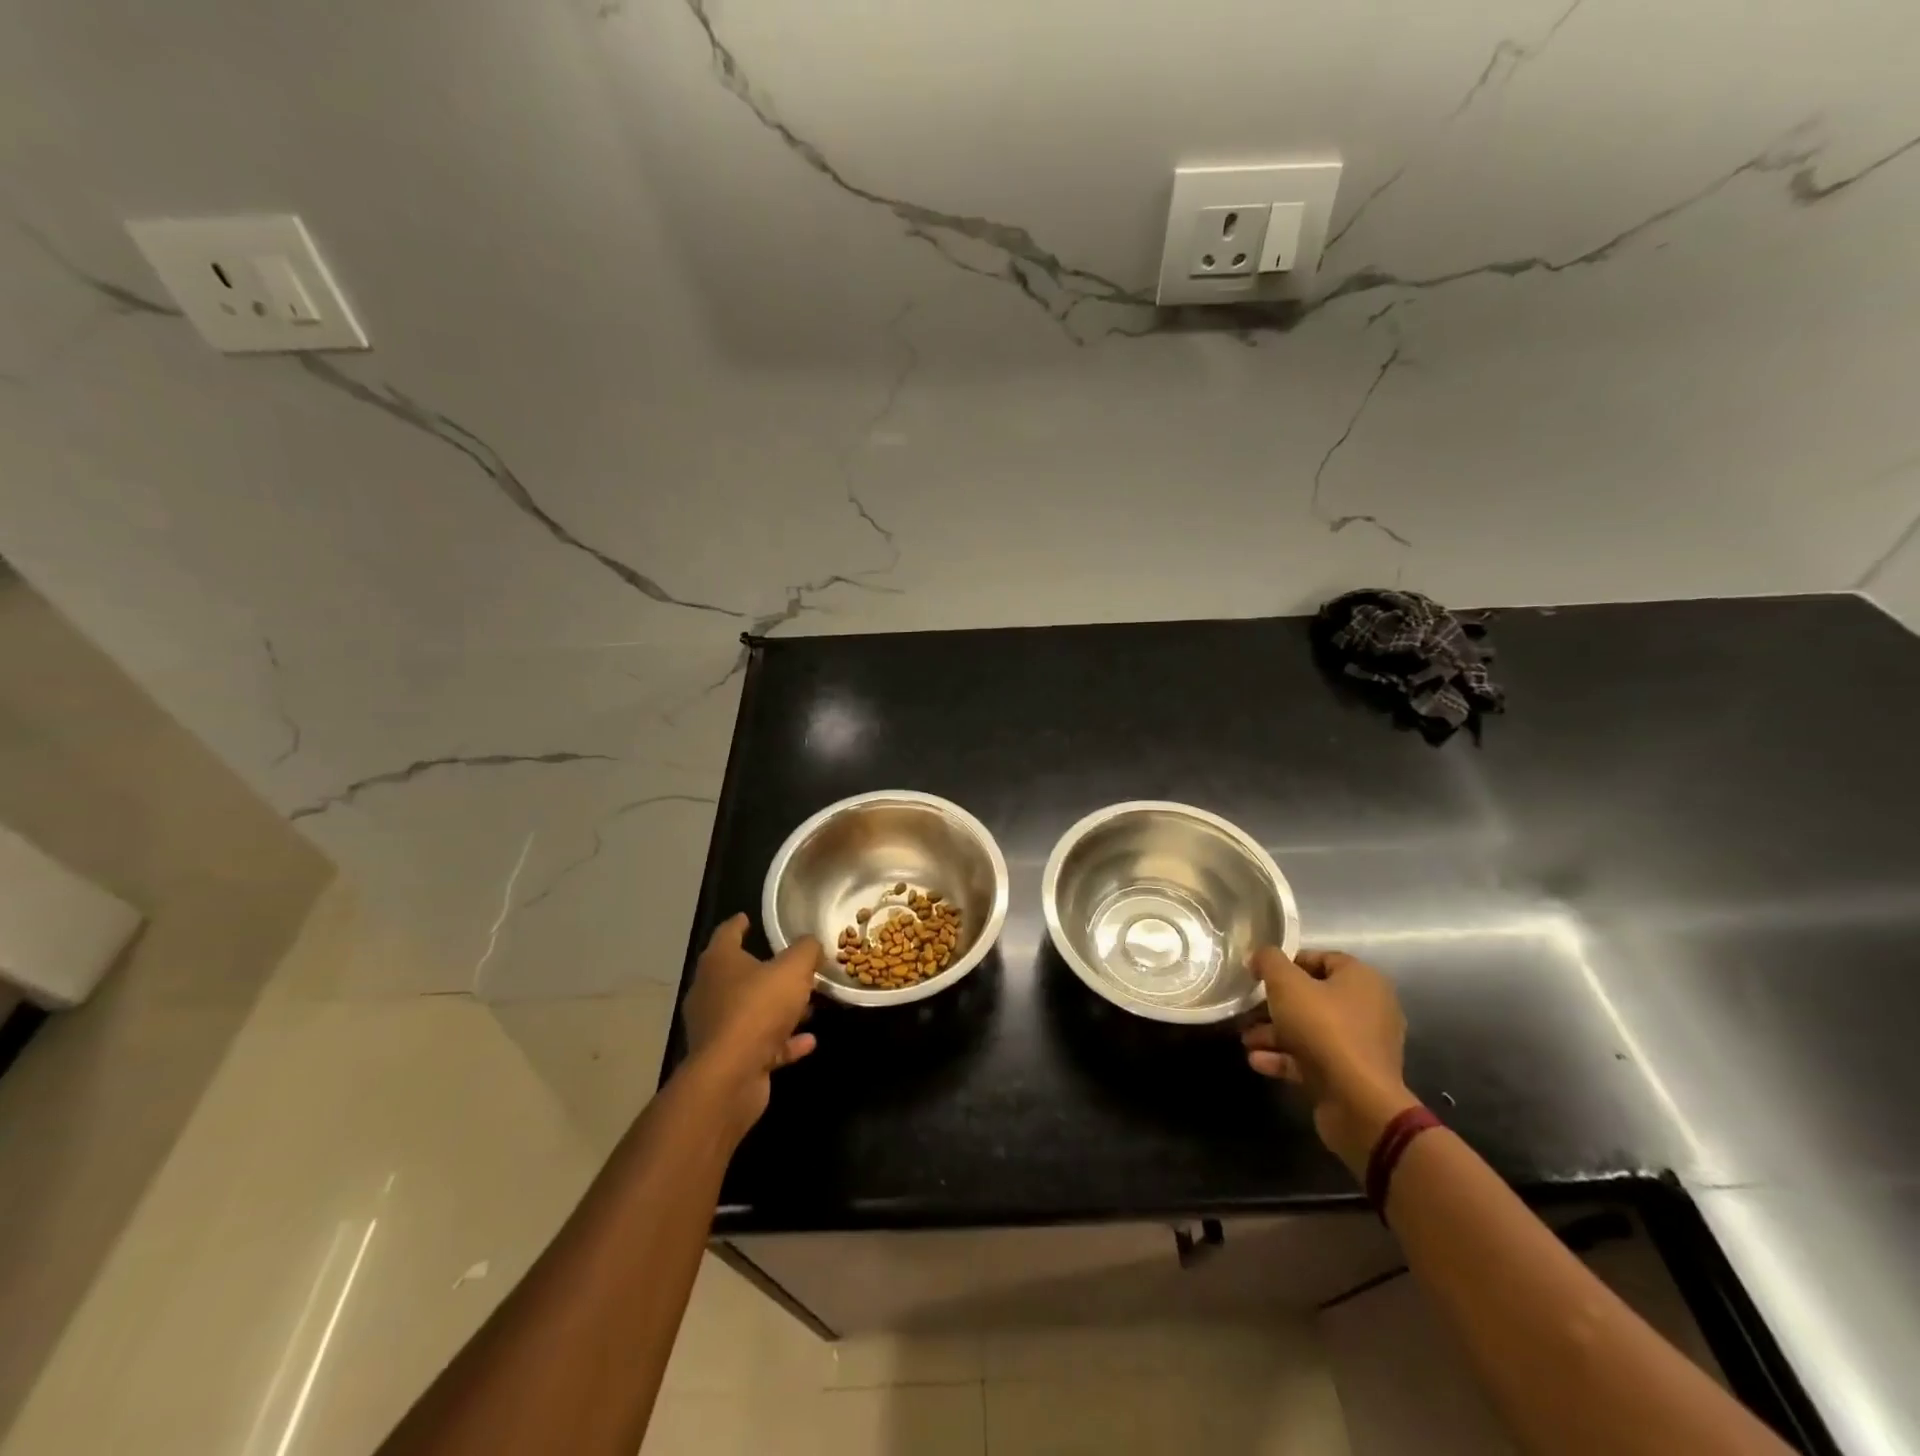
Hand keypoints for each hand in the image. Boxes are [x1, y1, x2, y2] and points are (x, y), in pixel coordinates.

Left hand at [679, 914, 819, 1139]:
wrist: (731, 1075)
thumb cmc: (758, 1008)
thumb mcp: (793, 969)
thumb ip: (806, 950)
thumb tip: (811, 943)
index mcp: (720, 963)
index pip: (727, 933)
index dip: (739, 924)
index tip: (748, 917)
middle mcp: (711, 992)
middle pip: (739, 974)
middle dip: (767, 971)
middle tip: (793, 965)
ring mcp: (717, 1028)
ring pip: (752, 1011)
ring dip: (779, 1009)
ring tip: (810, 1006)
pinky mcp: (729, 1059)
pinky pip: (762, 1044)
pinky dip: (783, 1041)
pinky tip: (809, 1041)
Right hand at [1242, 947, 1419, 1175]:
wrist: (1358, 1102)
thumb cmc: (1324, 1029)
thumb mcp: (1287, 985)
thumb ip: (1269, 962)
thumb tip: (1259, 957)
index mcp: (1362, 980)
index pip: (1321, 958)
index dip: (1287, 963)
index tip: (1258, 974)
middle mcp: (1368, 1008)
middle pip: (1312, 997)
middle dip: (1275, 1005)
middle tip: (1248, 1010)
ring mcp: (1361, 1045)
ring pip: (1310, 1030)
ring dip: (1275, 1033)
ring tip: (1246, 1040)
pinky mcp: (1352, 1075)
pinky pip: (1315, 1058)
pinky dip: (1287, 1057)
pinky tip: (1258, 1061)